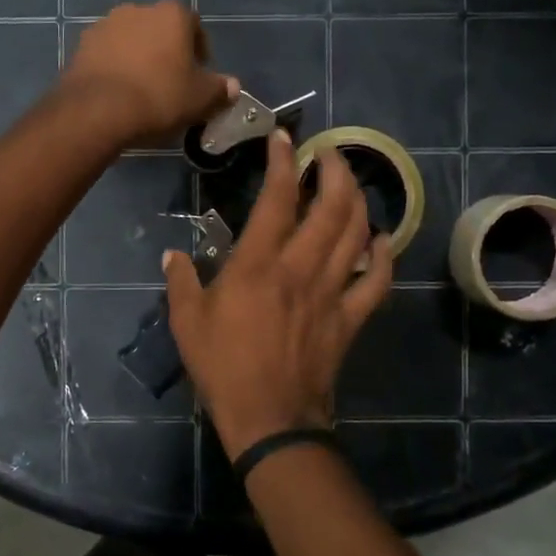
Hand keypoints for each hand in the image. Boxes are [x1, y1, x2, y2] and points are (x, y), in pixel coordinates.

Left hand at [61, 1, 236, 147]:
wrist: (97, 110)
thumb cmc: (159, 97)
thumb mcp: (200, 99)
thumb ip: (219, 89)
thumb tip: (232, 86)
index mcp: (171, 14)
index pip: (193, 23)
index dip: (199, 47)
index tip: (199, 71)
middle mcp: (137, 10)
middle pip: (159, 28)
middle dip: (167, 49)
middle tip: (172, 80)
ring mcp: (105, 25)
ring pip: (131, 39)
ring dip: (139, 56)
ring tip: (142, 87)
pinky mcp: (81, 46)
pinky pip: (107, 54)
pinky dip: (115, 66)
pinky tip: (119, 91)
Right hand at [164, 129, 393, 461]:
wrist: (269, 417)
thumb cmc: (223, 366)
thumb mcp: (187, 321)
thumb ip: (181, 281)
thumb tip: (172, 255)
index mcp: (259, 263)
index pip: (277, 197)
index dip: (283, 161)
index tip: (284, 138)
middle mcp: (301, 267)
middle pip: (332, 205)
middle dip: (334, 169)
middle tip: (328, 153)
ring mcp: (332, 291)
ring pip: (357, 233)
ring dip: (358, 200)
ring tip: (350, 183)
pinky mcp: (350, 317)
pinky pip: (377, 281)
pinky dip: (383, 256)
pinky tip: (381, 239)